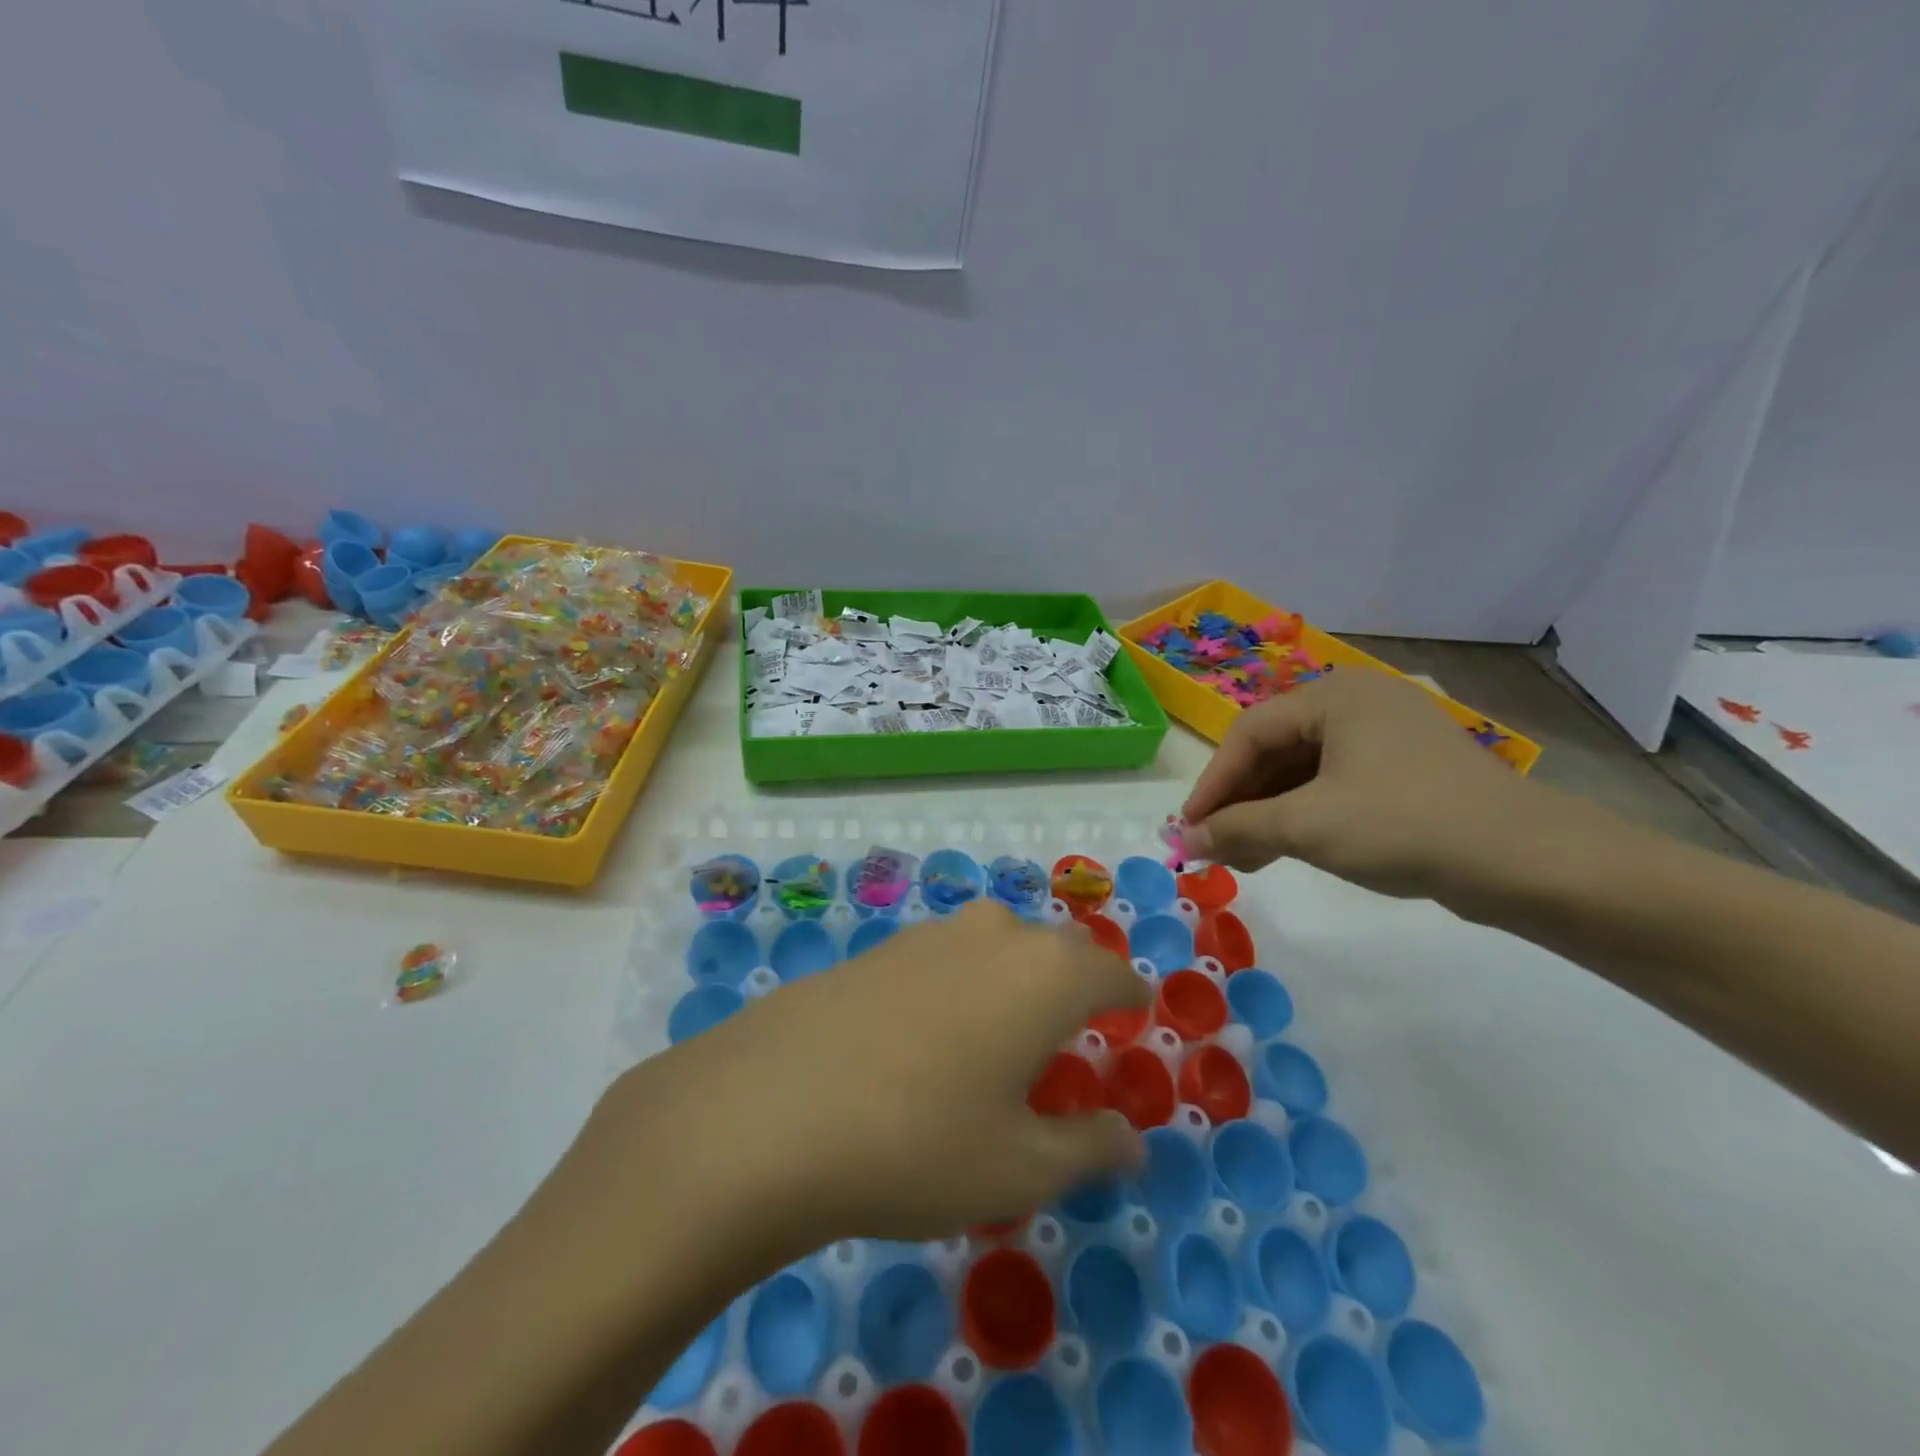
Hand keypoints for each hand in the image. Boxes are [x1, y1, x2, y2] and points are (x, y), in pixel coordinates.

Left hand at [592, 901, 1149, 1253]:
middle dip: (1076, 982)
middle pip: (1056, 949)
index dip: (1130, 995)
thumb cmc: (920, 1142)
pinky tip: (935, 1030)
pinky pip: (948, 956)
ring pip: (999, 945)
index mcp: (1046, 975)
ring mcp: (931, 934)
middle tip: (1075, 1027)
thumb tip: (1130, 1139)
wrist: (772, 1108)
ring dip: (1016, 978)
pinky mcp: (881, 948)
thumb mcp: (1019, 1167)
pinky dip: (965, 982)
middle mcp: (995, 935)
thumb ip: (1088, 1148)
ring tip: (1007, 1030)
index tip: (1137, 1012)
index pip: (1111, 972)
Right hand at [1182, 668, 1552, 902]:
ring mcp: (1386, 738)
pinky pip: (1335, 786)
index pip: (1249, 734)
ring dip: (1267, 814)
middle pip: (1275, 751)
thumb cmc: (1403, 825)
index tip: (1188, 828)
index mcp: (1334, 696)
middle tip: (1212, 845)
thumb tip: (1184, 842)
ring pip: (1303, 772)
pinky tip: (1283, 851)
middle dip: (1239, 802)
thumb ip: (1237, 828)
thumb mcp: (1307, 826)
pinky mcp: (1407, 772)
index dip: (1212, 783)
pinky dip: (1304, 817)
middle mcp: (1358, 705)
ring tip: (1242, 858)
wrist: (1527, 863)